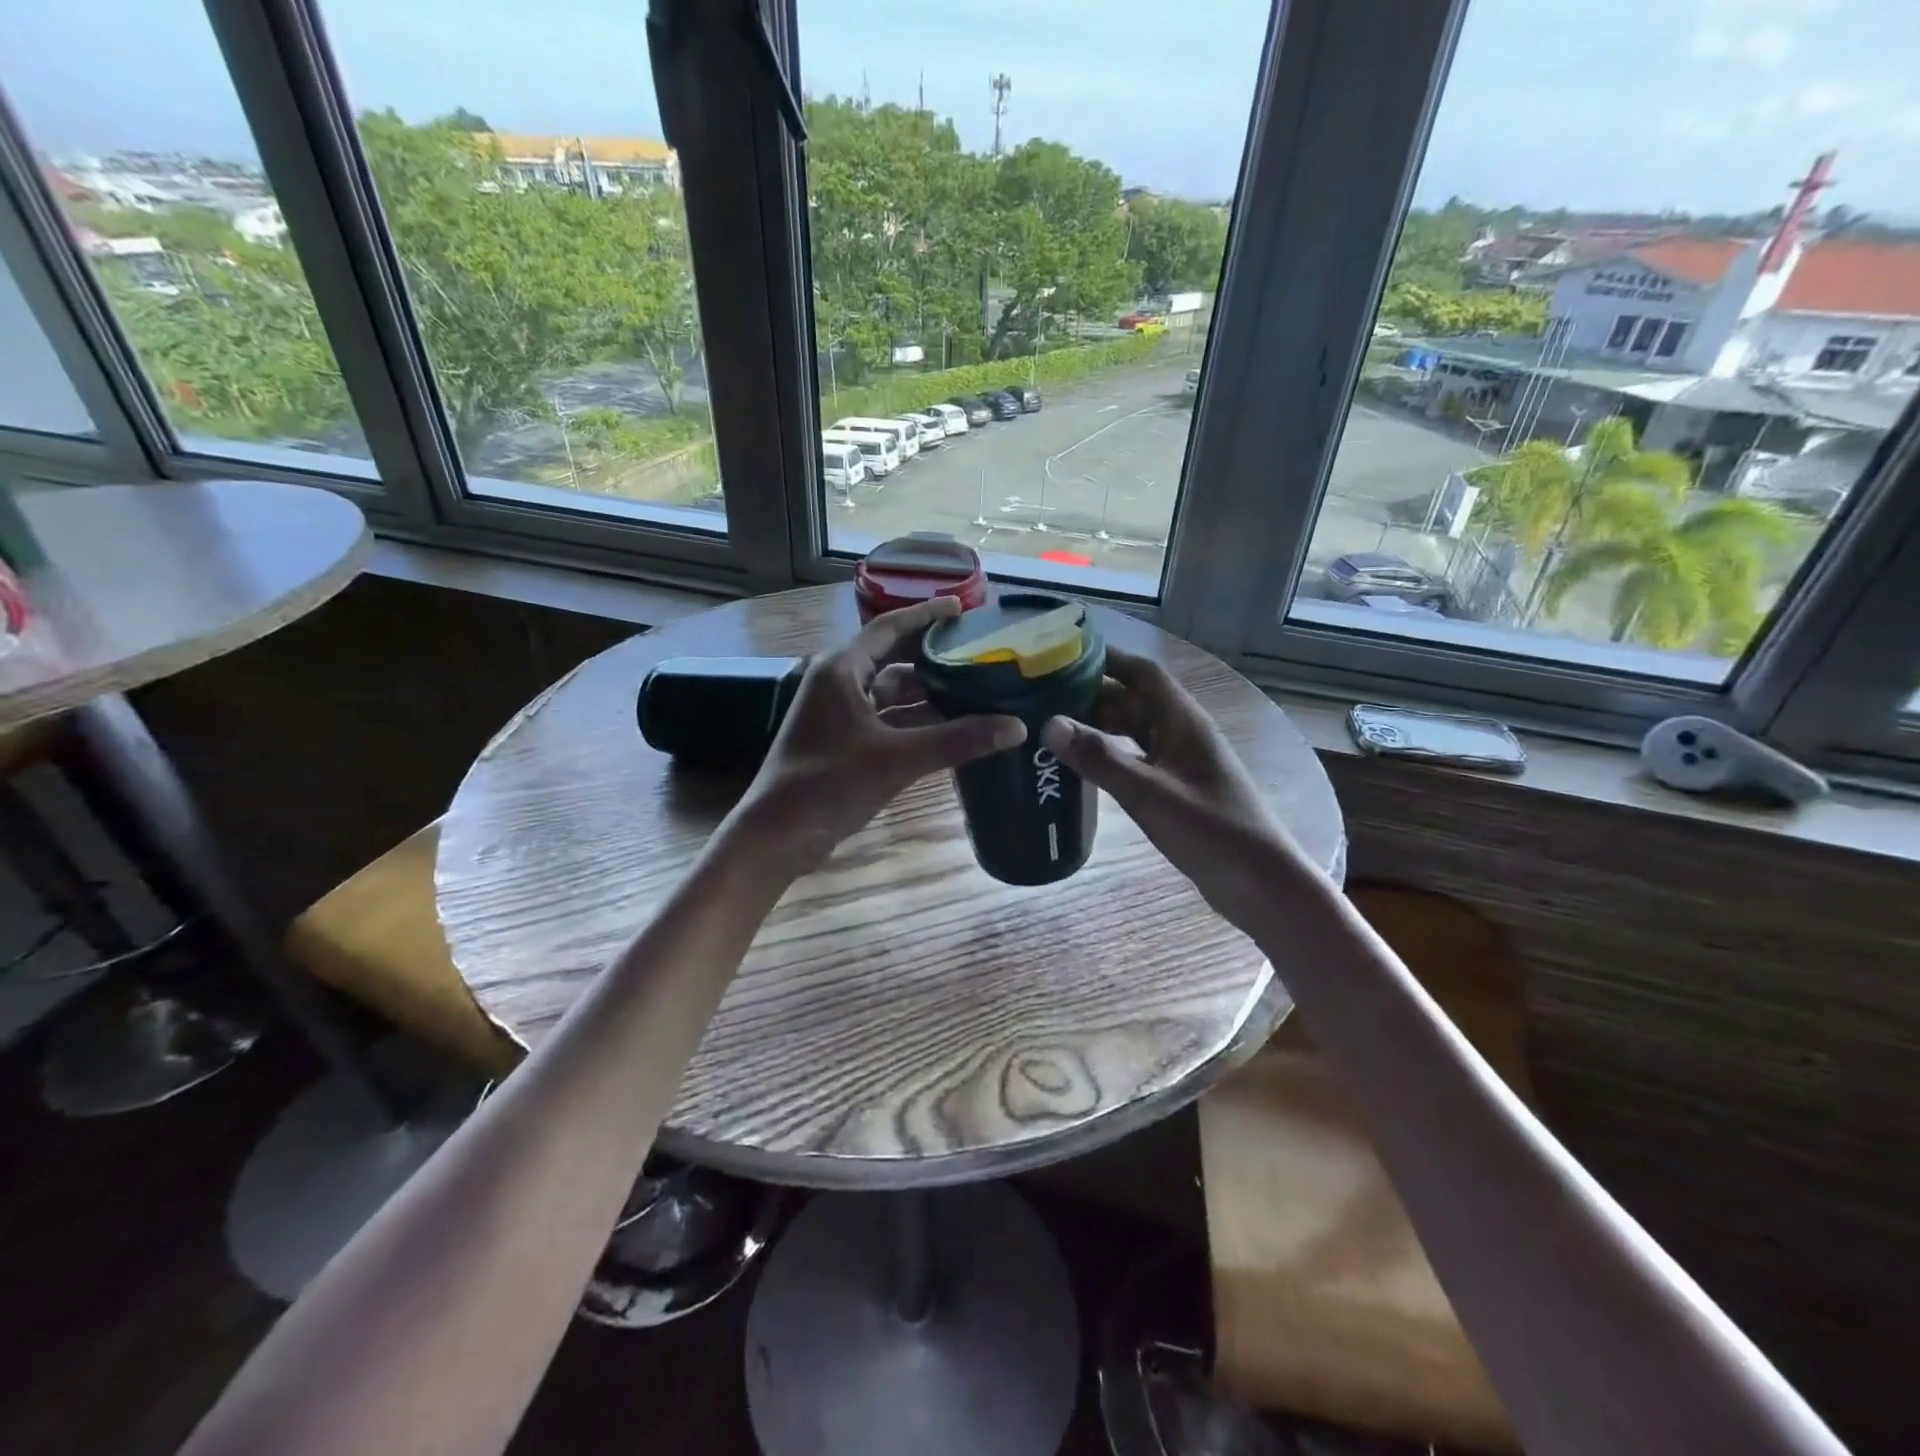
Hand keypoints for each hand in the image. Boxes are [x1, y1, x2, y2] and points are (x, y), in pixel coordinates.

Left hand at [728, 597, 1025, 875]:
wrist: (778, 834)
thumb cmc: (830, 784)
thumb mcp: (899, 759)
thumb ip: (957, 740)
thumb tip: (1015, 727)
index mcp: (842, 669)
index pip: (890, 627)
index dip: (927, 615)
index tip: (962, 608)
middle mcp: (837, 682)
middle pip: (891, 657)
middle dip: (932, 655)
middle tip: (976, 651)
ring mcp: (836, 712)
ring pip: (889, 692)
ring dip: (925, 691)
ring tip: (972, 688)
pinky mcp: (840, 739)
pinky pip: (884, 718)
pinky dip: (913, 719)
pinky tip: (946, 726)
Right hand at [1040, 646, 1304, 923]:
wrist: (1261, 885)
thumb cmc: (1212, 832)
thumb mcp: (1150, 794)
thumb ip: (1100, 758)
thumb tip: (1048, 724)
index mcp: (1182, 721)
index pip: (1142, 673)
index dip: (1106, 658)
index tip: (1063, 653)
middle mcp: (1180, 733)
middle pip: (1131, 700)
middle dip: (1090, 694)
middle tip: (1041, 697)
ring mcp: (1179, 762)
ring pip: (1131, 731)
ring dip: (1097, 726)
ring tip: (1051, 728)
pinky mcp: (1175, 789)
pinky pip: (1134, 759)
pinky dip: (1107, 756)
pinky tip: (1080, 768)